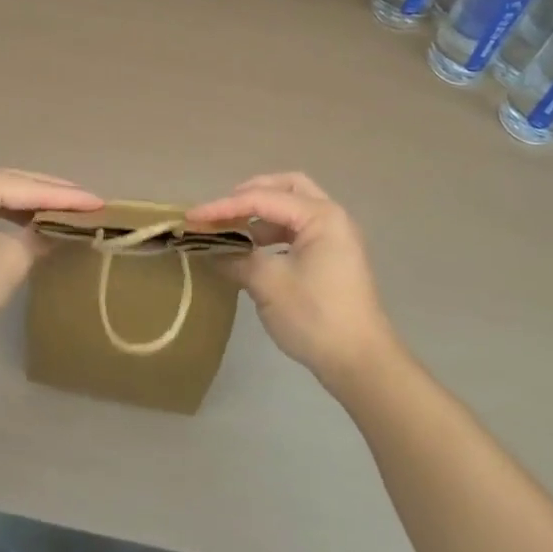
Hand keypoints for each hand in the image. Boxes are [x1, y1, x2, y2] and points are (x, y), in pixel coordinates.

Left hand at [0, 166, 102, 355]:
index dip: (68, 199)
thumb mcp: (12, 261)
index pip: (31, 189)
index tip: (100, 203)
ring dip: (28, 204)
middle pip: (13, 184)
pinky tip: (26, 221)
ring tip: (63, 210)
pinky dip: (6, 214)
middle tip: (86, 203)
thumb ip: (39, 238)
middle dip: (50, 195)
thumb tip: (54, 233)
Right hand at [188, 172, 396, 388]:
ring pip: (292, 209)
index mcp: (320, 216)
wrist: (361, 363)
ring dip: (261, 215)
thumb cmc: (316, 317)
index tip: (191, 217)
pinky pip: (297, 231)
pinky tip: (252, 252)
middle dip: (251, 194)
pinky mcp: (332, 258)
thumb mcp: (269, 284)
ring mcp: (335, 238)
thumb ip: (236, 259)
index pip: (263, 199)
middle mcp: (331, 217)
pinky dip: (273, 234)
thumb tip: (208, 250)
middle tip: (222, 210)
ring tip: (232, 231)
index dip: (223, 207)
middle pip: (287, 187)